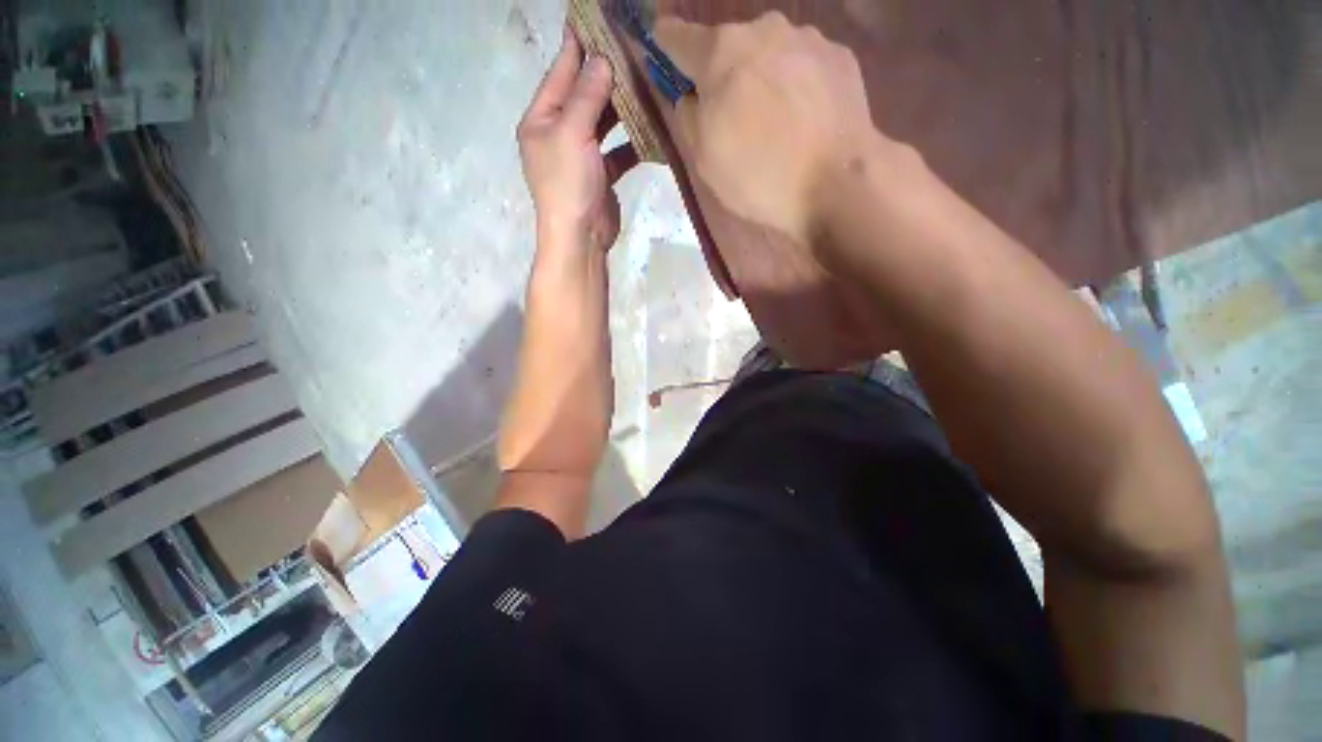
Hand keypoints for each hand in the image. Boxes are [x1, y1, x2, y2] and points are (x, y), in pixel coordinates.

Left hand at [518, 25, 639, 253]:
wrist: (580, 237)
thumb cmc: (568, 183)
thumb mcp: (572, 133)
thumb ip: (586, 95)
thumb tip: (601, 58)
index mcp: (541, 119)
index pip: (559, 73)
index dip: (576, 46)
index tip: (592, 19)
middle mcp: (558, 134)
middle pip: (583, 96)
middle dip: (604, 75)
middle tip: (629, 49)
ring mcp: (580, 156)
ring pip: (602, 123)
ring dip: (621, 108)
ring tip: (643, 84)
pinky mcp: (600, 176)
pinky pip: (617, 152)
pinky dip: (631, 144)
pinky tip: (650, 133)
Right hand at [657, 12, 877, 246]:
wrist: (836, 183)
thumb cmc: (759, 175)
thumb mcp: (704, 159)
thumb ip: (689, 118)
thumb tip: (692, 97)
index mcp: (721, 52)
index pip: (678, 36)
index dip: (666, 44)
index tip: (661, 48)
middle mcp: (764, 29)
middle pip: (730, 46)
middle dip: (724, 72)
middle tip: (732, 114)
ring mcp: (807, 38)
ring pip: (770, 52)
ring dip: (763, 76)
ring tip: (775, 120)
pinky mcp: (839, 56)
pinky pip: (803, 65)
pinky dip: (796, 84)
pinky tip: (804, 118)